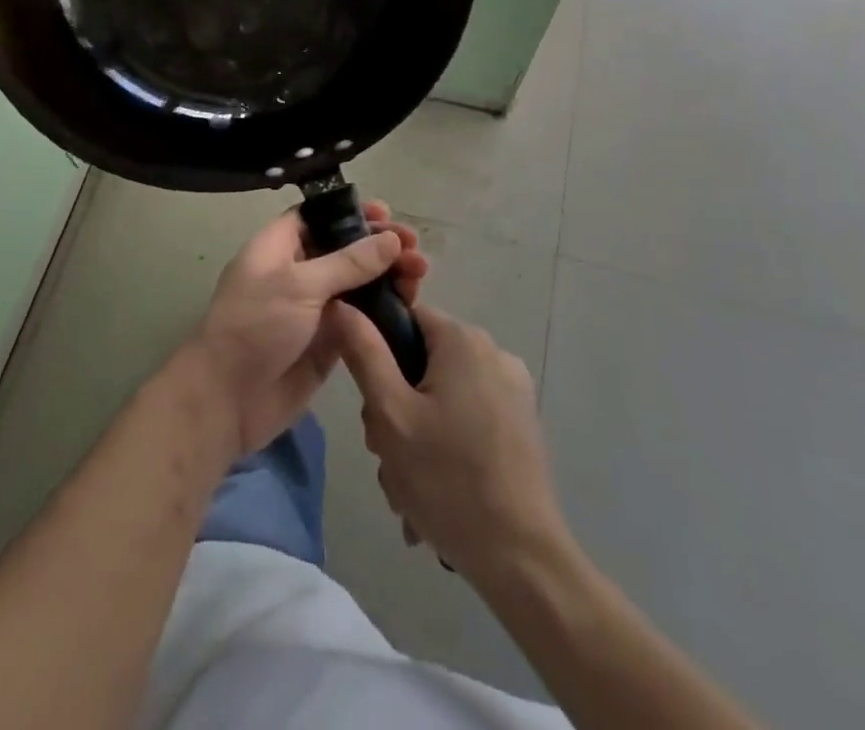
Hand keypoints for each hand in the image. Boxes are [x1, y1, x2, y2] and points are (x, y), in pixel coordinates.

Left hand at [189, 200, 424, 457]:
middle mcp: (297, 272)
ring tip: (420, 275)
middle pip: (344, 249)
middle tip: (414, 247)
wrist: (227, 400)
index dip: (351, 212)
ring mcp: (313, 308)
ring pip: (357, 284)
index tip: (386, 213)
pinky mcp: (327, 341)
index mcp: (278, 247)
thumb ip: (349, 262)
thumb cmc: (256, 326)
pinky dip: (383, 310)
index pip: (317, 216)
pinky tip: (410, 305)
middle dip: (379, 246)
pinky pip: (360, 318)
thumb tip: (391, 239)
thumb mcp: (300, 285)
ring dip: (387, 276)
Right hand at [335, 302, 567, 581]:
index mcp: (463, 340)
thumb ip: (364, 353)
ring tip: (409, 490)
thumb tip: (343, 303)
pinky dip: (445, 447)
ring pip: (441, 397)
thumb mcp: (391, 414)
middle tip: (387, 456)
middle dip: (396, 408)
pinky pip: (467, 419)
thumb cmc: (448, 480)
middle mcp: (493, 354)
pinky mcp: (521, 425)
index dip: (378, 354)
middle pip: (421, 363)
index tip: (371, 404)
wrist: (522, 562)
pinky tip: (434, 496)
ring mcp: (512, 391)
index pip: (404, 319)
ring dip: (416, 437)